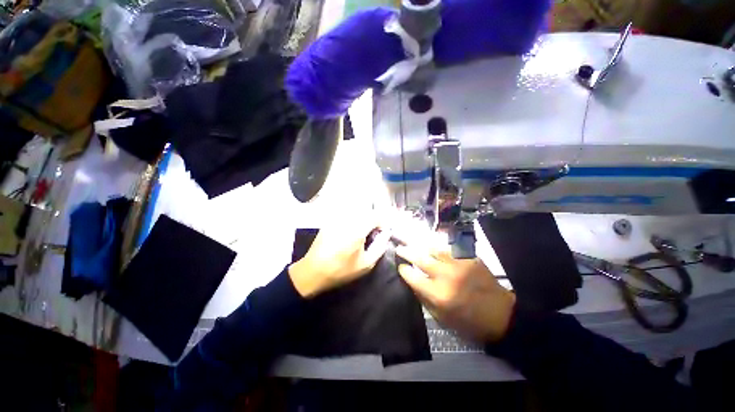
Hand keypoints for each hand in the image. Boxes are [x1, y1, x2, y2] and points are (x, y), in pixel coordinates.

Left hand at [289, 218, 390, 297]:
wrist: (313, 271)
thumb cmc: (341, 270)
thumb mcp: (366, 264)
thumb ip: (380, 247)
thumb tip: (387, 233)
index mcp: (357, 230)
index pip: (376, 216)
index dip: (383, 223)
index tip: (383, 232)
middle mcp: (347, 220)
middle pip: (367, 211)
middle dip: (374, 220)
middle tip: (374, 233)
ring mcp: (337, 218)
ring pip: (357, 211)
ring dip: (364, 218)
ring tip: (363, 232)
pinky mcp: (331, 220)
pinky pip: (346, 214)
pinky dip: (354, 219)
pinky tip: (351, 232)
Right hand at [396, 245, 515, 343]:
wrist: (501, 314)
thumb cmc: (469, 321)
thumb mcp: (442, 318)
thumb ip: (424, 298)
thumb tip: (412, 282)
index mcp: (438, 294)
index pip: (412, 276)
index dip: (403, 269)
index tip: (400, 266)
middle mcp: (446, 275)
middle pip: (420, 258)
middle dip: (406, 252)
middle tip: (400, 248)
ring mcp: (459, 264)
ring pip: (434, 249)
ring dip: (422, 246)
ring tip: (415, 243)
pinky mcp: (470, 258)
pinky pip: (450, 248)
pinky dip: (440, 247)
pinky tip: (435, 246)